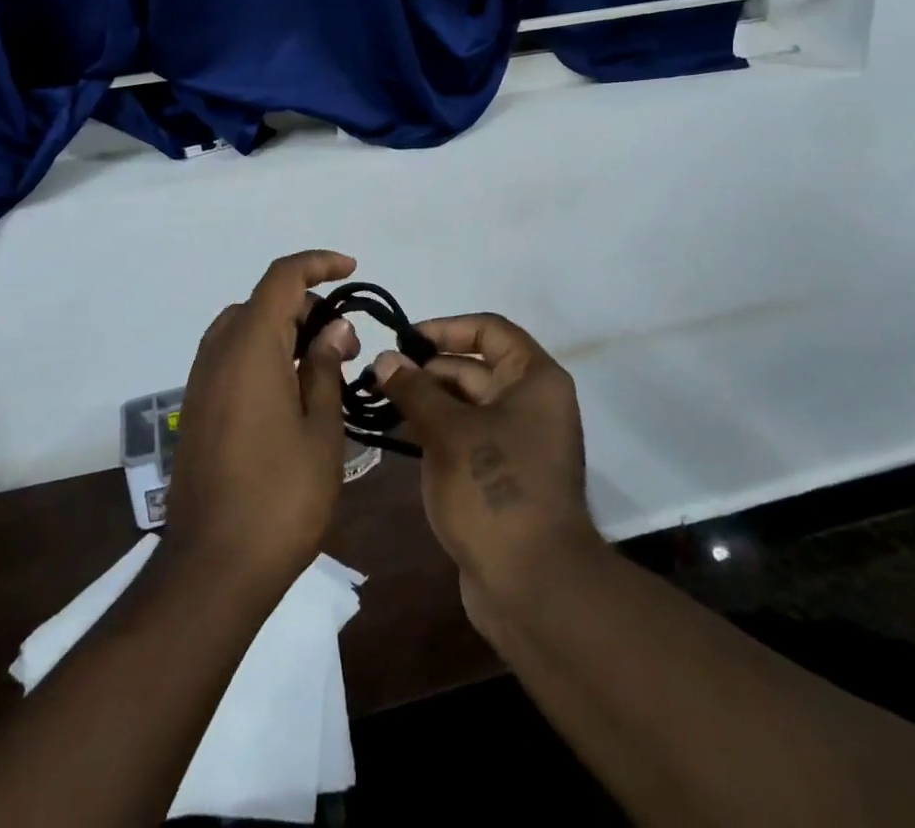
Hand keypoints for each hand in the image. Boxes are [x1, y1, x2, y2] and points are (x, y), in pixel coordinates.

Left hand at [162, 251, 359, 595]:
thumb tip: (333, 328)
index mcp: (250, 346)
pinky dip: (265, 354)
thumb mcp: (321, 428)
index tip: (352, 270)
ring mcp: (202, 380)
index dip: (318, 263)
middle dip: (308, 307)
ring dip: (285, 331)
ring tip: (323, 368)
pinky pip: (232, 356)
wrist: (212, 567)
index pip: (282, 277)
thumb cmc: (280, 495)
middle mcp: (219, 351)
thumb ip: (324, 367)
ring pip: (247, 328)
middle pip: (265, 302)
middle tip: (346, 345)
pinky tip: (292, 393)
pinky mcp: (197, 407)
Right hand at [369, 314, 602, 626]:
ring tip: (382, 402)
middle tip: (380, 376)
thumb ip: (414, 390)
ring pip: (468, 404)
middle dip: (428, 369)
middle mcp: (533, 402)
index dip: (445, 328)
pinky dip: (438, 431)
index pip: (489, 330)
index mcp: (534, 379)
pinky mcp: (505, 475)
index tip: (404, 340)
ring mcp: (520, 441)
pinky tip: (401, 435)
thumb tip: (385, 359)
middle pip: (475, 367)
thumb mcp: (448, 432)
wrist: (534, 587)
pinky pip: (469, 436)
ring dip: (428, 401)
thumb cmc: (495, 491)